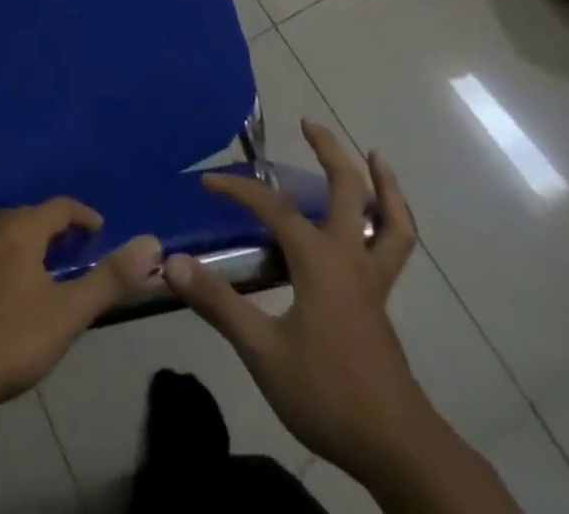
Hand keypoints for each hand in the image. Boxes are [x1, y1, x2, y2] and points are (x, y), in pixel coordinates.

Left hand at [0, 199, 163, 421]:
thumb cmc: (5, 341)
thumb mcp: (67, 315)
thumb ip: (110, 279)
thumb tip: (152, 242)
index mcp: (22, 228)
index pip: (61, 206)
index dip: (84, 217)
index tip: (99, 233)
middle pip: (28, 217)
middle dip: (52, 231)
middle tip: (70, 256)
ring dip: (19, 243)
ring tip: (33, 271)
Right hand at [164, 122, 421, 484]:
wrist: (395, 446)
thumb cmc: (326, 393)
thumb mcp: (262, 352)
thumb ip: (218, 304)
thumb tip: (172, 263)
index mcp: (318, 260)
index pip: (272, 207)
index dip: (239, 189)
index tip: (209, 182)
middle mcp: (349, 256)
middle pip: (346, 189)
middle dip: (328, 151)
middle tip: (308, 122)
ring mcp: (372, 278)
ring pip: (388, 218)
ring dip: (380, 182)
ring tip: (373, 155)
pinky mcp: (381, 300)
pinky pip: (396, 247)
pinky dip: (394, 221)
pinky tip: (384, 218)